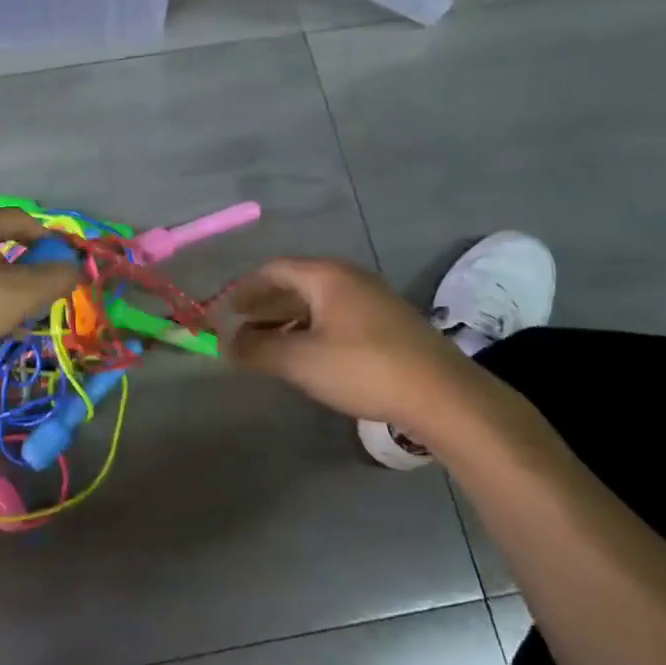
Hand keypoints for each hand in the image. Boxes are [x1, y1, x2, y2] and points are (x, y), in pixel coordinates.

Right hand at [221, 257, 469, 425]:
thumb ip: (257, 350)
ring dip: (286, 320)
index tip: (223, 312)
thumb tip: (224, 345)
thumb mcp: (301, 361)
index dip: (244, 289)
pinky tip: (306, 355)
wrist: (442, 395)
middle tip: (239, 329)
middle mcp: (349, 278)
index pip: (274, 270)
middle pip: (295, 283)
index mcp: (327, 276)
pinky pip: (336, 317)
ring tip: (266, 346)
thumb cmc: (363, 368)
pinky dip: (311, 329)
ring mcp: (372, 300)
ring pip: (317, 302)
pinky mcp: (387, 324)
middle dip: (263, 306)